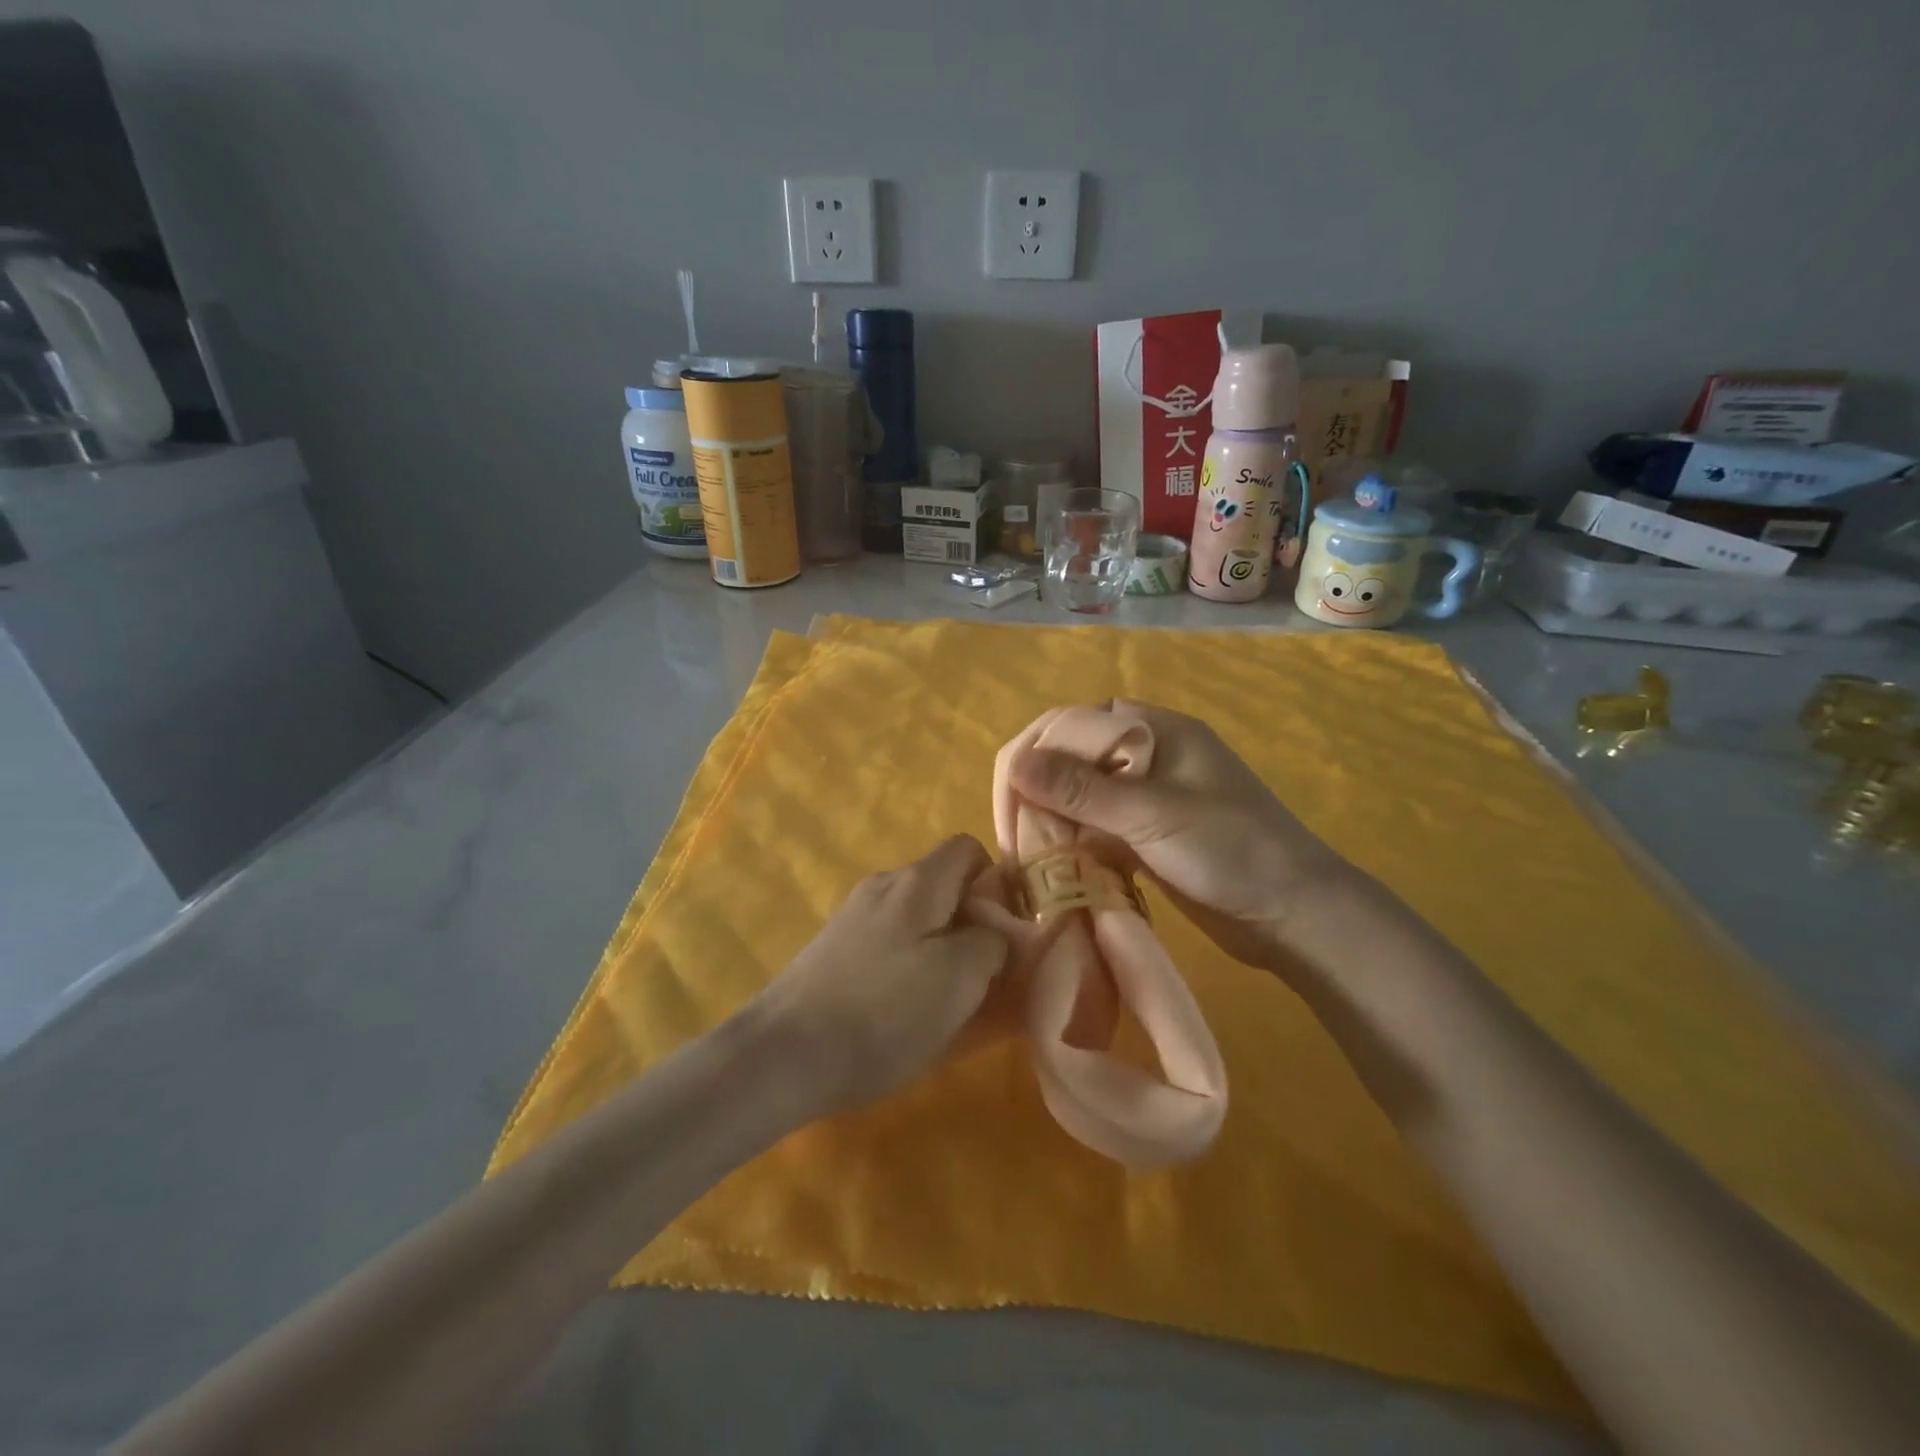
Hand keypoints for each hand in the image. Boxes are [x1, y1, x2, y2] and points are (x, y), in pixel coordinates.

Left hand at [754, 835, 1010, 1111]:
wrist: (784, 1054)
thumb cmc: (883, 1012)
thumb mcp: (959, 979)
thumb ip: (992, 942)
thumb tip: (994, 931)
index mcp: (917, 882)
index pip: (968, 848)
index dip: (997, 881)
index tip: (1006, 929)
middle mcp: (883, 887)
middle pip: (943, 886)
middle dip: (971, 923)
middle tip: (984, 974)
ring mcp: (853, 917)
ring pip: (917, 919)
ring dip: (940, 949)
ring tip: (946, 1000)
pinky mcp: (834, 949)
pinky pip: (889, 944)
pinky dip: (907, 966)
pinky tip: (903, 1010)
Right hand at [1008, 700, 1351, 972]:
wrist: (1296, 916)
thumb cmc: (1232, 853)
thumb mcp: (1153, 816)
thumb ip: (1081, 789)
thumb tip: (1014, 763)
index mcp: (1153, 730)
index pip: (1069, 724)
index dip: (1031, 757)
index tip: (1008, 806)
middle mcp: (1146, 754)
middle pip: (1070, 756)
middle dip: (1035, 790)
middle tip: (1013, 837)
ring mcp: (1147, 795)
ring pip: (1079, 794)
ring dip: (1050, 818)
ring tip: (1025, 855)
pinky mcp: (1147, 833)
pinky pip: (1095, 825)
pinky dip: (1072, 841)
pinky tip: (1055, 865)